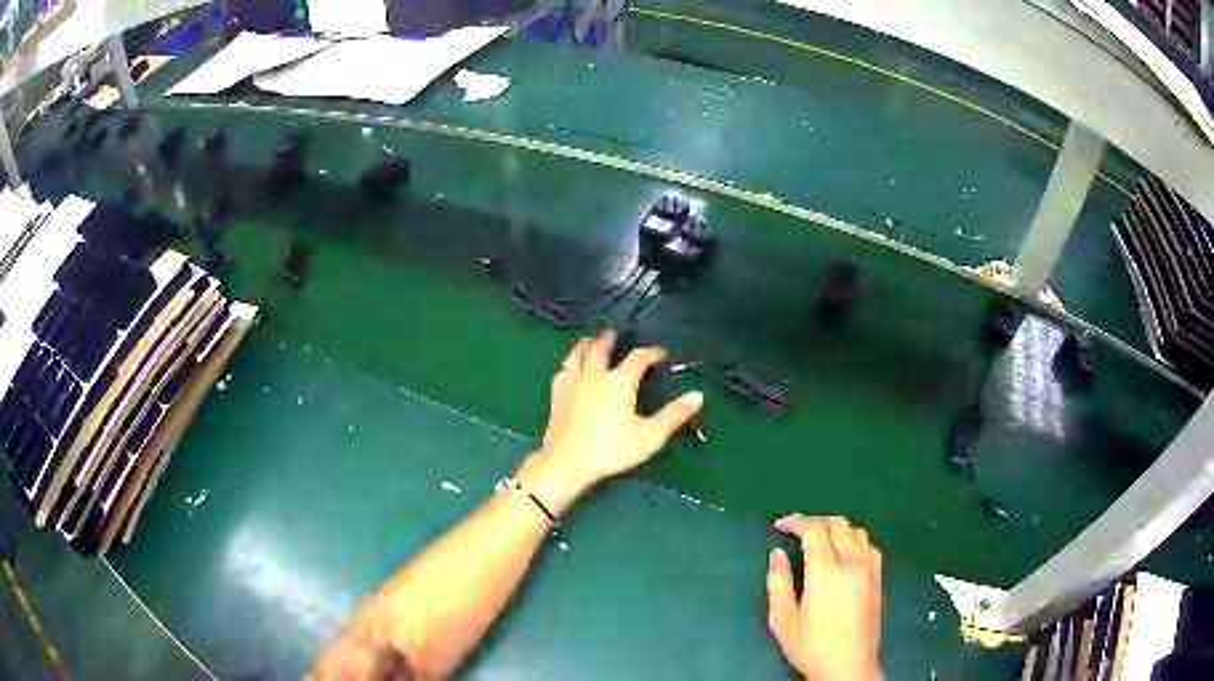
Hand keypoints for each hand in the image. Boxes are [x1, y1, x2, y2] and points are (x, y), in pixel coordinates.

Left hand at [516, 330, 703, 515]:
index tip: (659, 353)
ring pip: (577, 355)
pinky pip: (562, 371)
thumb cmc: (611, 449)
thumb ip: (673, 415)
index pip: (638, 358)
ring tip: (590, 341)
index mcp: (619, 382)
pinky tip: (568, 368)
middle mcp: (595, 376)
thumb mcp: (649, 436)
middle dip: (609, 339)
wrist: (566, 462)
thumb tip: (697, 396)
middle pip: (601, 348)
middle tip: (615, 333)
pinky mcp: (557, 395)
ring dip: (586, 345)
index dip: (650, 352)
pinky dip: (568, 364)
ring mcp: (572, 383)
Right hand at [766, 515, 882, 680]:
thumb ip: (778, 583)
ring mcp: (869, 571)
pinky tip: (846, 553)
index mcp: (826, 573)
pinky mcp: (878, 581)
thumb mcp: (782, 620)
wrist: (848, 667)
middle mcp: (852, 564)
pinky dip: (856, 540)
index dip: (795, 522)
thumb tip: (777, 553)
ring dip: (838, 528)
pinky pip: (871, 547)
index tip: (780, 525)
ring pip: (858, 531)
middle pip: (838, 524)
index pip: (813, 530)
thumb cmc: (811, 647)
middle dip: (815, 520)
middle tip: (797, 529)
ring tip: (820, 539)